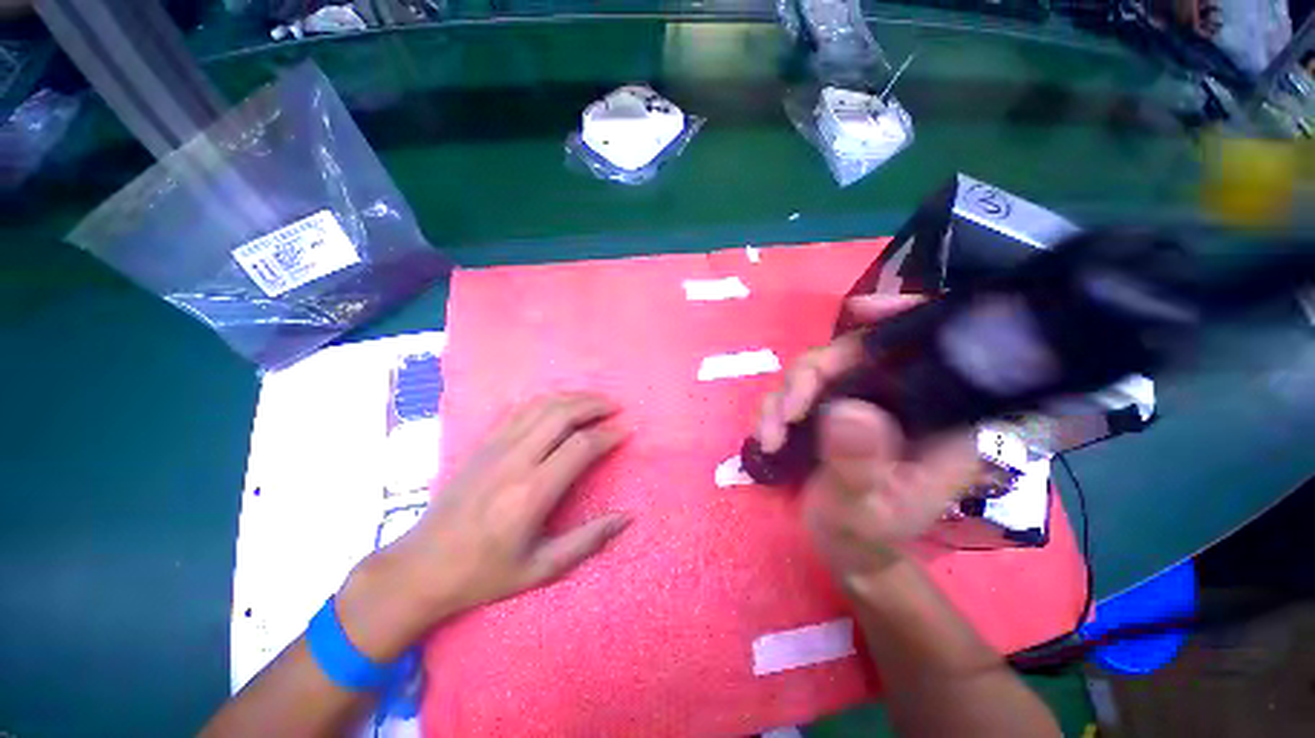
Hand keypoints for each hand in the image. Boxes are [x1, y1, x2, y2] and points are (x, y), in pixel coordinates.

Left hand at [337, 393, 629, 660]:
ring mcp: (495, 447)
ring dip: (572, 397)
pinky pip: (519, 410)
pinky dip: (546, 400)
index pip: (581, 447)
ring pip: (541, 405)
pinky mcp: (482, 444)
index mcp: (532, 492)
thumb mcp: (542, 568)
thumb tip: (627, 517)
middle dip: (594, 405)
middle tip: (615, 407)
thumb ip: (589, 540)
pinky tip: (559, 403)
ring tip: (594, 400)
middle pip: (562, 414)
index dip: (608, 435)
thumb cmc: (484, 573)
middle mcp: (515, 460)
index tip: (626, 431)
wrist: (420, 567)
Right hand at [755, 295, 981, 579]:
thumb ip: (858, 465)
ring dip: (783, 397)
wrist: (841, 545)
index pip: (933, 349)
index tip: (859, 311)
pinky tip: (765, 435)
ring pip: (817, 368)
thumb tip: (846, 411)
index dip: (903, 317)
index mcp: (937, 417)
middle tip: (784, 413)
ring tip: (769, 437)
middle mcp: (900, 397)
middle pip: (855, 352)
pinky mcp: (829, 406)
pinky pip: (796, 388)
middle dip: (810, 376)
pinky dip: (775, 407)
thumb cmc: (865, 534)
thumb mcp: (864, 510)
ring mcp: (860, 399)